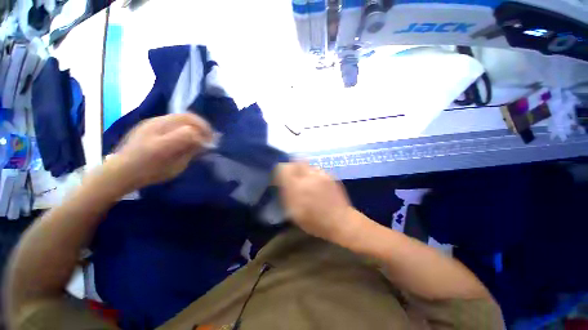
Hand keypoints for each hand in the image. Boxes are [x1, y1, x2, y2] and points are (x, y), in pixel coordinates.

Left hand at [107, 113, 212, 191]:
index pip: (192, 127)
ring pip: (180, 116)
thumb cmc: (149, 171)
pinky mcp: (149, 123)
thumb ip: (190, 151)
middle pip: (188, 117)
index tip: (210, 144)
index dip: (204, 134)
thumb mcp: (174, 166)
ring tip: (199, 135)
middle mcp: (159, 125)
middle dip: (203, 126)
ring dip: (194, 124)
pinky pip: (172, 119)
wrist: (120, 170)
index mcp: (164, 137)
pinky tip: (185, 133)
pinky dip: (184, 124)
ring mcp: (153, 122)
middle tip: (209, 137)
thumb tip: (203, 142)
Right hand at [275, 162, 359, 242]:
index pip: (284, 168)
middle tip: (291, 175)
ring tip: (304, 179)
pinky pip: (316, 169)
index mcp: (297, 187)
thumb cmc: (315, 221)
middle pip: (296, 162)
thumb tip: (280, 183)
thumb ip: (286, 195)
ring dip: (302, 169)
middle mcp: (309, 176)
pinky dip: (312, 173)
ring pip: (307, 164)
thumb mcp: (294, 213)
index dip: (280, 169)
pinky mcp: (329, 175)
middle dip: (291, 166)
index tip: (280, 175)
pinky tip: (315, 182)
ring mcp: (320, 174)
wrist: (340, 221)